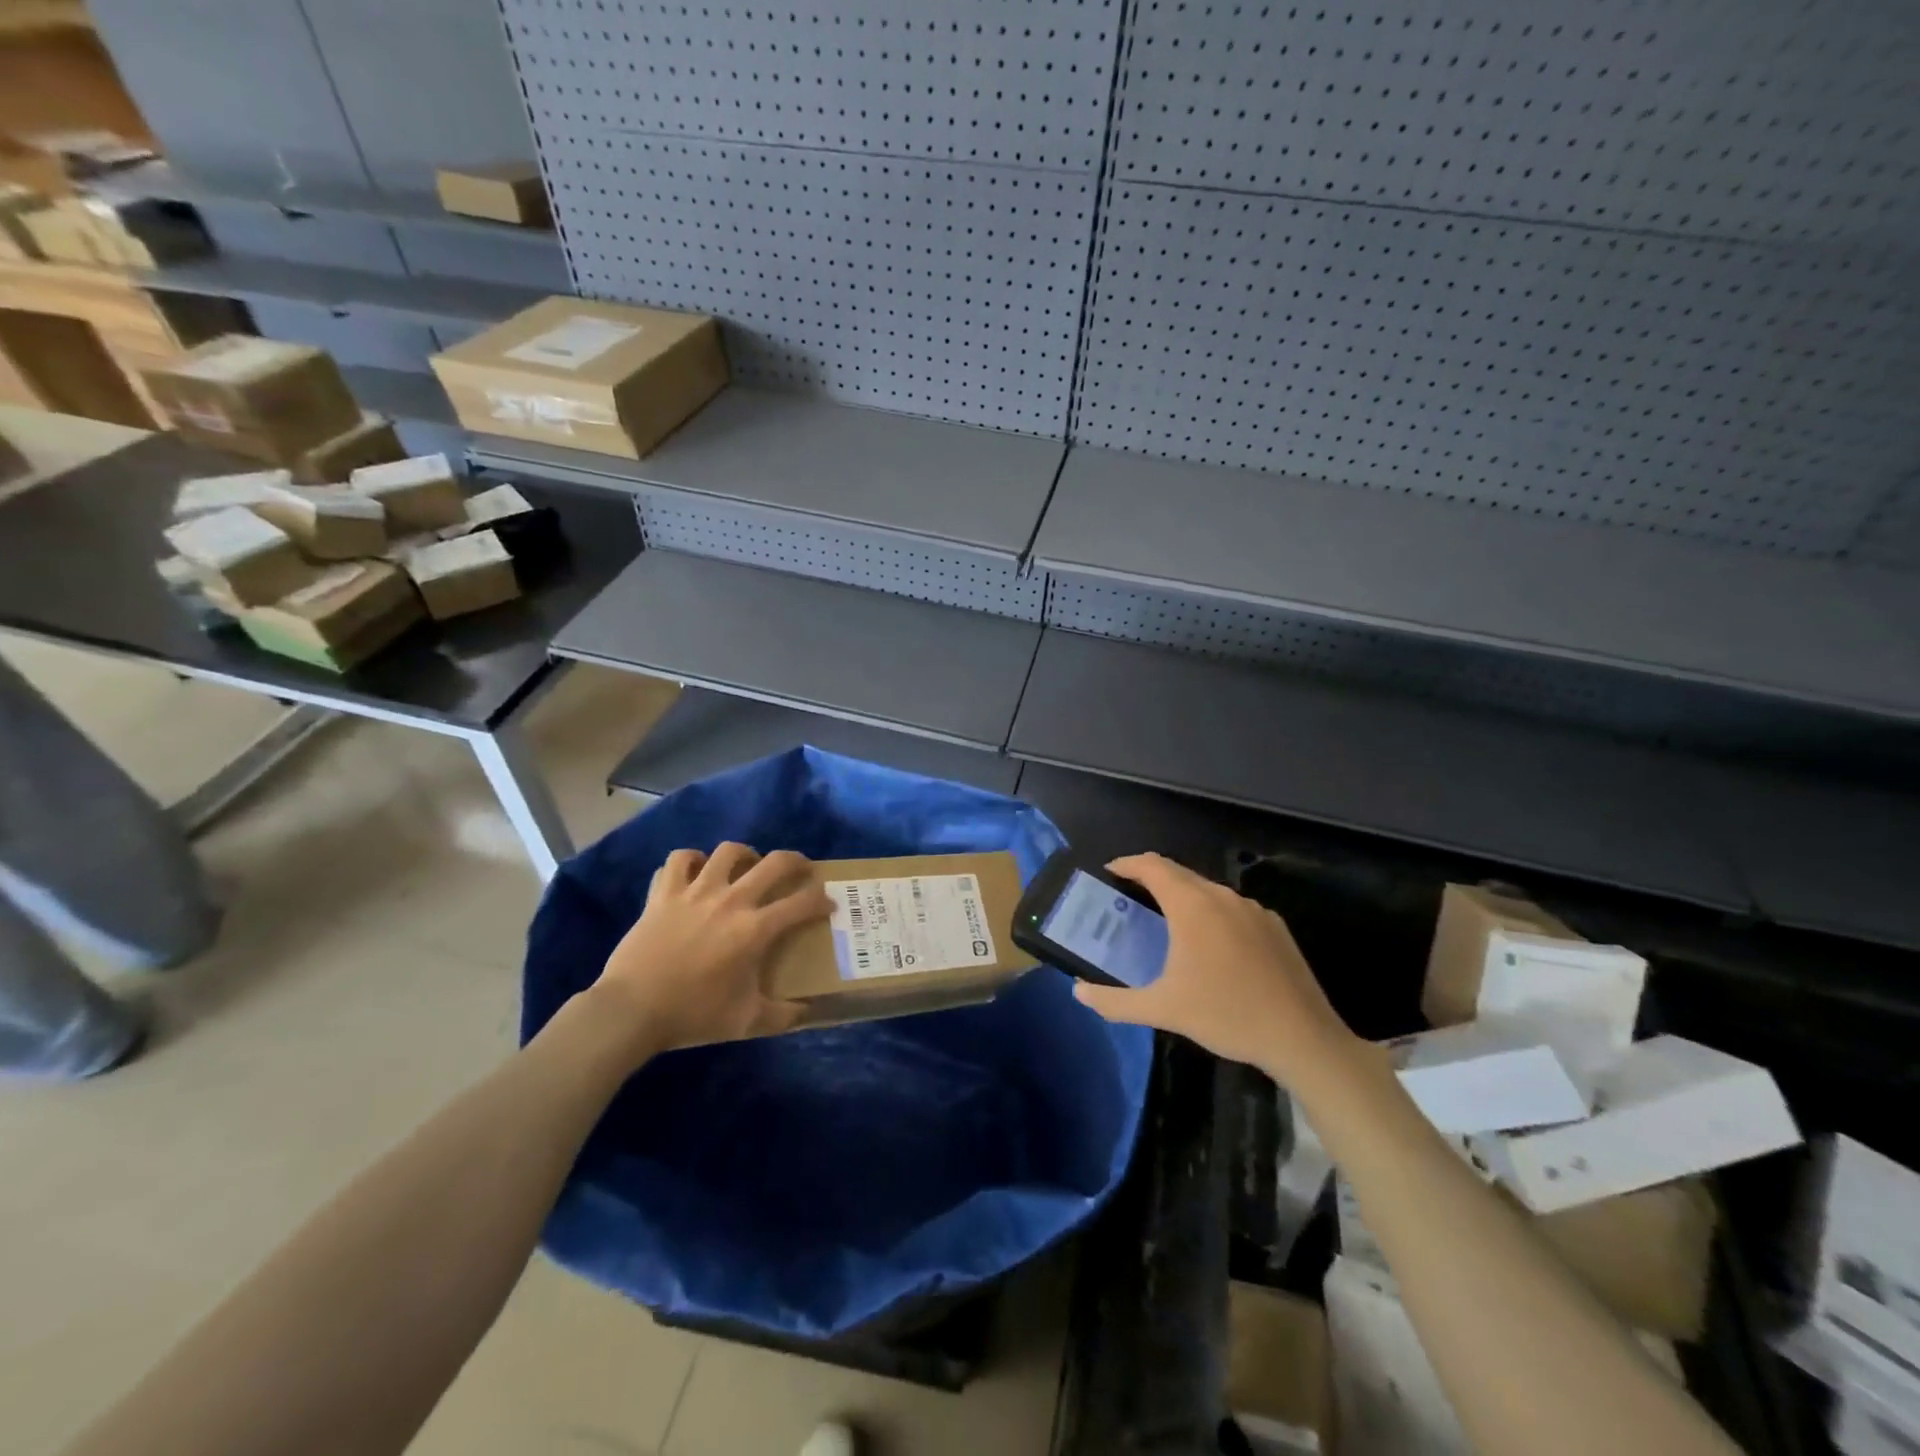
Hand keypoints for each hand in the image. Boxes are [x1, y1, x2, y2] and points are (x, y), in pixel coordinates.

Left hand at [591, 842, 833, 1056]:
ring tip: (747, 866)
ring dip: (744, 854)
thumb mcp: (746, 1022)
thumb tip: (807, 1012)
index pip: (802, 903)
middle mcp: (731, 900)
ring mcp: (695, 892)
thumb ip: (782, 1016)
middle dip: (796, 861)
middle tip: (800, 870)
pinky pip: (679, 860)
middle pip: (774, 863)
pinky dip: (691, 860)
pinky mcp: (664, 893)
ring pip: (728, 851)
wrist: (632, 1011)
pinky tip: (696, 871)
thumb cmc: (693, 1015)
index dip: (822, 900)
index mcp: (755, 929)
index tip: (828, 905)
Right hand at [1071, 853, 1364, 1090]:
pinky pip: (1233, 909)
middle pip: (1178, 873)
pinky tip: (1212, 948)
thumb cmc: (1226, 1015)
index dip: (1126, 864)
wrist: (1302, 1038)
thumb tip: (1079, 993)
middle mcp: (1222, 896)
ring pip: (1208, 891)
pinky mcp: (1275, 927)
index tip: (1109, 874)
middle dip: (1151, 879)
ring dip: (1183, 898)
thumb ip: (1115, 1001)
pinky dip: (1212, 915)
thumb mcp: (1163, 1010)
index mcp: (1192, 905)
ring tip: (1166, 924)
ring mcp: (1253, 909)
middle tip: (1129, 899)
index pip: (1151, 865)